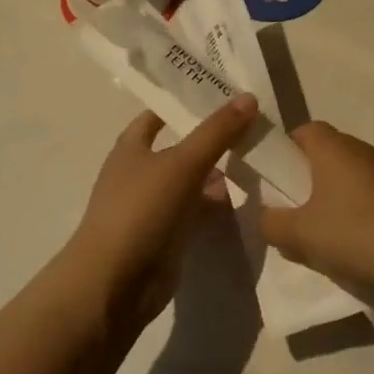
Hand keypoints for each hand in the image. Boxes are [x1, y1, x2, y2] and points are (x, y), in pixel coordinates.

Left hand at [63, 94, 259, 333]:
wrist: (115, 281)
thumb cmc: (141, 210)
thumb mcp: (182, 164)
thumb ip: (216, 132)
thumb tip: (249, 97)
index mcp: (131, 147)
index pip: (158, 114)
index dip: (185, 102)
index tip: (221, 92)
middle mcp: (140, 173)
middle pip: (179, 148)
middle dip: (211, 139)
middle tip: (253, 124)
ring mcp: (153, 207)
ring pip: (191, 182)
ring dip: (217, 173)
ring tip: (257, 158)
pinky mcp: (167, 236)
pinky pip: (196, 212)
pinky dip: (216, 206)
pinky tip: (245, 199)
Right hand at [260, 123, 373, 293]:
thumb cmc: (351, 233)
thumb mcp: (298, 234)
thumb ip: (271, 223)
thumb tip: (267, 217)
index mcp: (333, 147)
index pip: (304, 130)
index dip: (287, 150)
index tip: (278, 177)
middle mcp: (361, 150)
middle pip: (326, 154)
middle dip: (307, 178)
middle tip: (294, 209)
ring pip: (348, 177)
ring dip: (332, 198)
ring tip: (321, 233)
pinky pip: (369, 195)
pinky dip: (356, 211)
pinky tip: (352, 243)